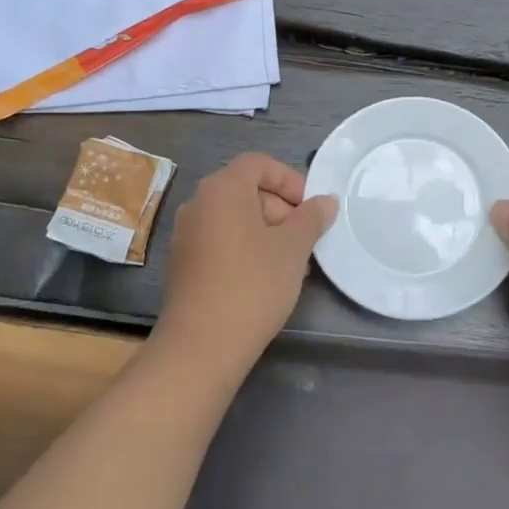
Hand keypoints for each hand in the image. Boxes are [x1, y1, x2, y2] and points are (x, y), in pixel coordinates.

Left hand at [155, 153, 337, 364]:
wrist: (202, 345)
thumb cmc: (253, 284)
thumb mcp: (293, 248)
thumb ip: (312, 218)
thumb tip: (325, 201)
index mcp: (222, 189)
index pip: (259, 164)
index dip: (290, 180)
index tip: (311, 210)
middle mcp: (198, 203)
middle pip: (246, 189)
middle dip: (281, 208)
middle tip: (305, 240)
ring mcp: (186, 234)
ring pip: (235, 218)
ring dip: (266, 231)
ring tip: (290, 263)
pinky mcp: (183, 263)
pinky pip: (220, 240)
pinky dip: (245, 247)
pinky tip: (264, 279)